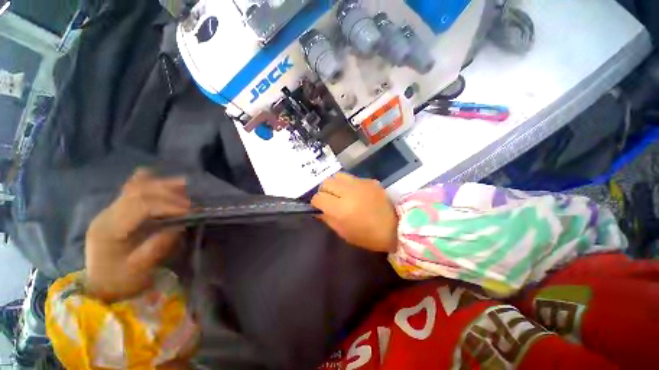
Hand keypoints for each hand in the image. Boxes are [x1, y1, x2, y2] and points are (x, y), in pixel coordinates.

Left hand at [85, 169, 191, 301]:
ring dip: (162, 185)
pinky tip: (164, 183)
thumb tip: (180, 225)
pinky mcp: (116, 210)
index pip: (140, 205)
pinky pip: (131, 189)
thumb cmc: (120, 281)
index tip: (189, 212)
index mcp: (109, 229)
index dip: (168, 205)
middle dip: (169, 194)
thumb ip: (159, 244)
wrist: (101, 286)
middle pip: (138, 191)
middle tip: (190, 203)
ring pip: (135, 186)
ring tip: (184, 187)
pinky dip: (149, 182)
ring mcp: (109, 210)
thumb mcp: (141, 268)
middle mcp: (106, 214)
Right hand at [312, 173, 398, 252]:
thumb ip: (328, 219)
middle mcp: (348, 192)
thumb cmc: (368, 236)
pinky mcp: (369, 180)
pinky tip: (355, 193)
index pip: (318, 197)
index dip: (316, 203)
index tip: (320, 207)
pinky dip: (349, 184)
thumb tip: (318, 209)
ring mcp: (360, 183)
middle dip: (324, 191)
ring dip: (335, 184)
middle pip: (326, 182)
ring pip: (338, 176)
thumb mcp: (344, 232)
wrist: (396, 227)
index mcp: (340, 209)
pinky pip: (352, 178)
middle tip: (330, 199)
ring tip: (340, 193)